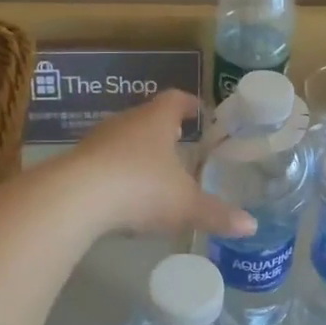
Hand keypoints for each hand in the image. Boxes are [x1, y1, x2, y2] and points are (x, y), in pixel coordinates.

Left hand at [62, 91, 254, 239]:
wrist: (74, 198)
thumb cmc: (140, 188)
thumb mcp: (185, 206)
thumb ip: (217, 214)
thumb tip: (251, 225)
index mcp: (156, 120)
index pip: (176, 99)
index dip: (190, 104)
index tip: (200, 111)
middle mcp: (126, 122)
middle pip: (148, 117)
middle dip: (164, 129)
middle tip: (181, 142)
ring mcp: (97, 140)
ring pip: (123, 138)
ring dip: (138, 151)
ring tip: (153, 171)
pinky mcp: (77, 163)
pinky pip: (103, 161)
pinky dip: (117, 172)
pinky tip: (123, 196)